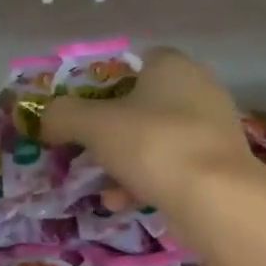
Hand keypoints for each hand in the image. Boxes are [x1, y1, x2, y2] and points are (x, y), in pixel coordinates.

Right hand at [42, 47, 262, 216]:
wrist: (216, 199)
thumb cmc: (152, 144)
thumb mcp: (93, 125)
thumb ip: (63, 115)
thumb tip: (46, 119)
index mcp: (172, 65)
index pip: (134, 62)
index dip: (104, 84)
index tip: (83, 111)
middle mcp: (198, 88)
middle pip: (142, 105)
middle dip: (111, 131)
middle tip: (86, 150)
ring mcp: (212, 129)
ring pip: (155, 140)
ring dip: (124, 162)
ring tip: (101, 187)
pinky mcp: (219, 165)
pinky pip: (172, 167)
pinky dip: (145, 182)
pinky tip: (122, 203)